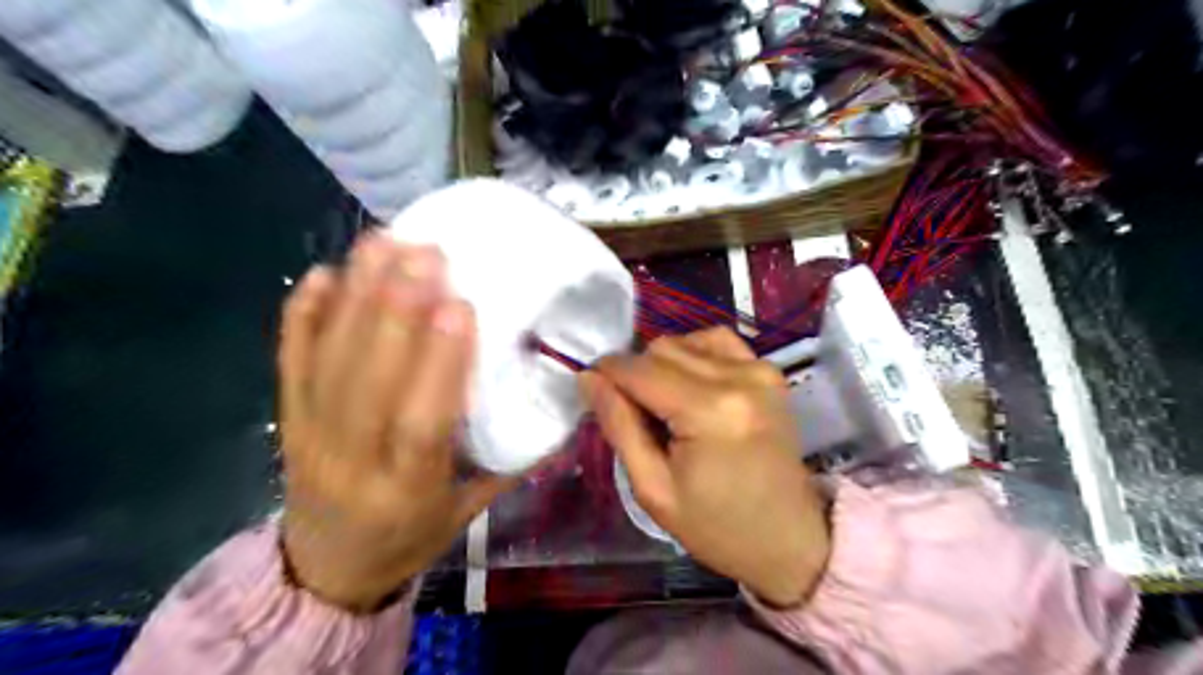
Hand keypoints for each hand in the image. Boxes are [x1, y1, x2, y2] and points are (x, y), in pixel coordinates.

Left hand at [279, 234, 514, 610]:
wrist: (327, 569)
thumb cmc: (412, 535)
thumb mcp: (468, 512)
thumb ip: (509, 460)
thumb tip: (557, 404)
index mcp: (407, 489)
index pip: (421, 421)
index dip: (440, 363)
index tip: (462, 306)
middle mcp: (352, 461)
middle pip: (368, 379)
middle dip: (397, 310)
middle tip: (426, 254)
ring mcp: (310, 436)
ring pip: (329, 361)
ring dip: (356, 298)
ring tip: (384, 245)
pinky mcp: (286, 419)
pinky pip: (289, 361)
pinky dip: (303, 314)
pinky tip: (324, 273)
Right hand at [581, 330, 828, 609]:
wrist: (789, 538)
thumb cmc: (717, 526)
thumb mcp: (653, 489)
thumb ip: (619, 426)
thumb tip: (588, 378)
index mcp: (710, 411)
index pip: (638, 370)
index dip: (607, 375)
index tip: (594, 393)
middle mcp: (739, 377)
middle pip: (661, 348)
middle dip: (635, 375)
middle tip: (638, 417)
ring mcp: (759, 369)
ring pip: (685, 341)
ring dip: (664, 365)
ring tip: (667, 406)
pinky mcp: (770, 371)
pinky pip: (717, 341)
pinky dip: (694, 354)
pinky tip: (691, 386)